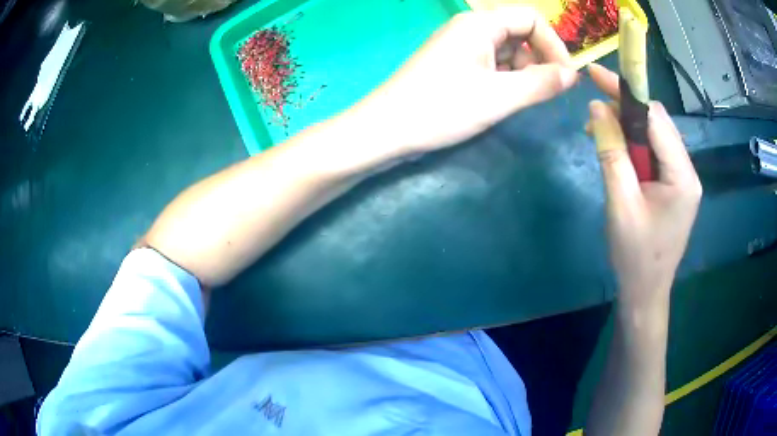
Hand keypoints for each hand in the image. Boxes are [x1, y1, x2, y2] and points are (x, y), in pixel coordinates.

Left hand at [346, 7, 577, 159]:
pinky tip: (499, 101)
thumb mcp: (499, 97)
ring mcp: (460, 46)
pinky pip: (491, 64)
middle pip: (520, 34)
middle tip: (540, 94)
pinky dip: (504, 80)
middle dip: (537, 61)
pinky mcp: (454, 65)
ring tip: (515, 101)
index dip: (553, 45)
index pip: (531, 19)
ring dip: (521, 74)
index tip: (564, 77)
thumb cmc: (441, 109)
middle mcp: (470, 28)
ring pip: (507, 52)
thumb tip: (573, 75)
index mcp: (480, 24)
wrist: (387, 130)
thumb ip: (541, 83)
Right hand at [588, 64, 701, 305]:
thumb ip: (611, 152)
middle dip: (625, 110)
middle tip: (593, 110)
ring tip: (599, 133)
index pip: (655, 118)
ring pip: (654, 137)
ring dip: (627, 129)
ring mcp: (682, 179)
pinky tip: (617, 152)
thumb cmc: (635, 255)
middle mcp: (687, 171)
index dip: (626, 93)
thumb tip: (596, 108)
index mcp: (682, 175)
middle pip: (657, 124)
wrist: (645, 293)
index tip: (596, 74)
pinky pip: (654, 154)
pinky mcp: (674, 187)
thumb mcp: (620, 203)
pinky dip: (633, 147)